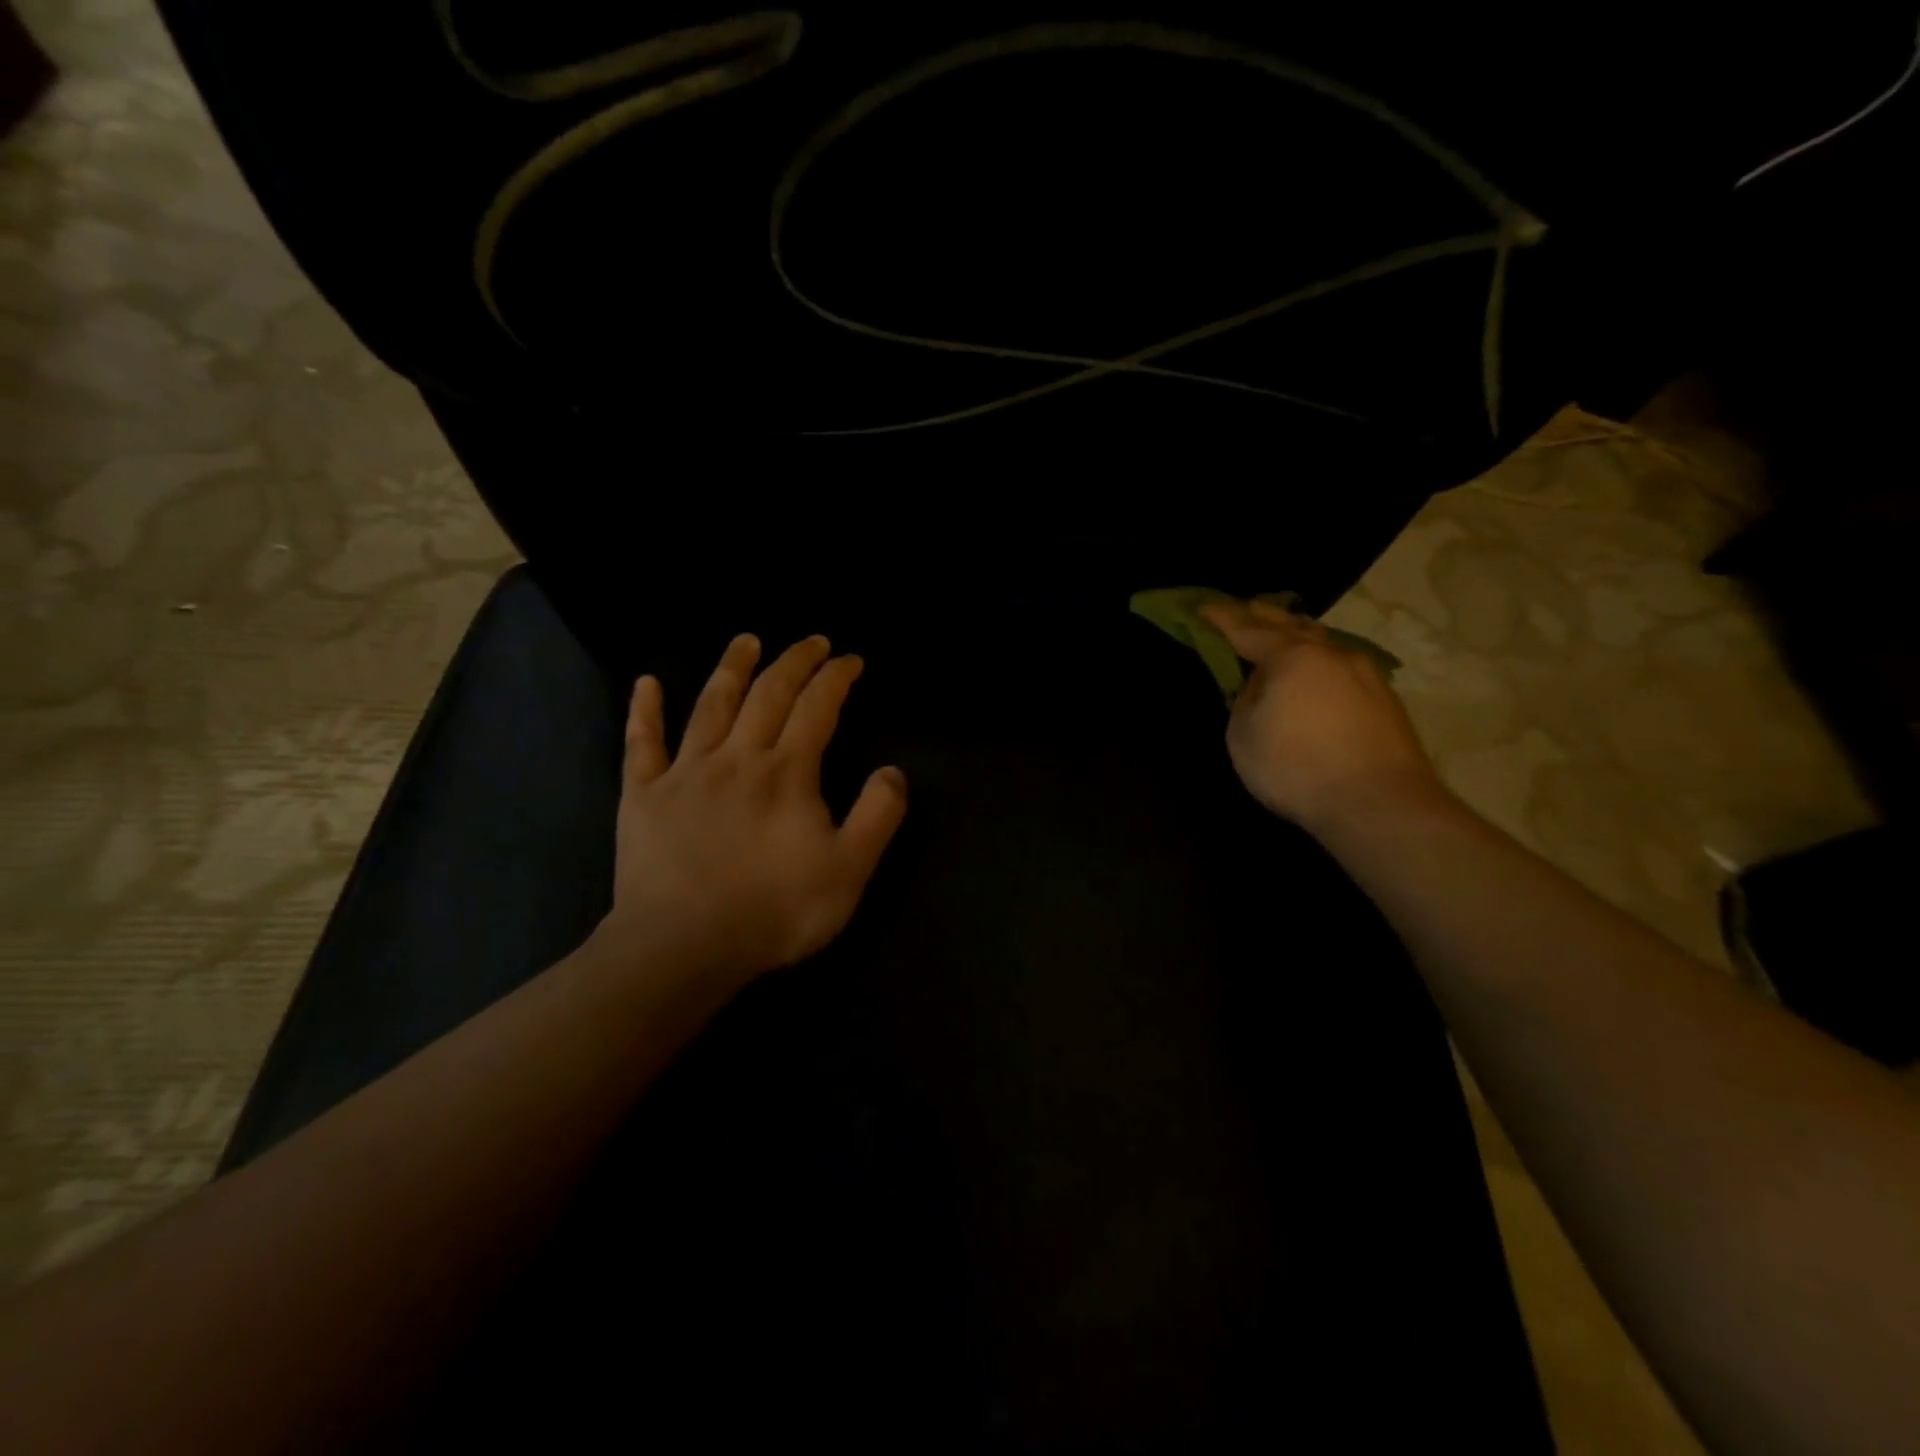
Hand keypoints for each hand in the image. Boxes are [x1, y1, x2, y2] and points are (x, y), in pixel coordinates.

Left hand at [596, 633, 907, 992]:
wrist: (683, 948)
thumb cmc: (774, 911)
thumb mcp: (849, 870)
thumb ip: (878, 816)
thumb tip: (894, 771)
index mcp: (787, 772)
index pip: (817, 708)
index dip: (836, 678)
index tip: (850, 660)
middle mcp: (737, 757)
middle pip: (768, 693)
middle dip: (794, 661)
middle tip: (811, 642)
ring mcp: (685, 772)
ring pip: (711, 704)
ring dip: (731, 667)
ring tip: (746, 640)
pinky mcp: (643, 796)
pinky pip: (642, 743)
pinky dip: (645, 710)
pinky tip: (646, 683)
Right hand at [1202, 598, 1447, 835]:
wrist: (1378, 803)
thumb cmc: (1296, 768)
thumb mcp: (1243, 736)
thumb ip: (1245, 701)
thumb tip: (1259, 686)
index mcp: (1291, 657)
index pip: (1247, 630)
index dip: (1222, 620)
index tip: (1202, 609)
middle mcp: (1330, 654)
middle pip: (1291, 625)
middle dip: (1263, 616)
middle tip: (1244, 609)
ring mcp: (1364, 673)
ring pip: (1323, 642)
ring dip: (1298, 634)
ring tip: (1283, 632)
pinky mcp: (1384, 698)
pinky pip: (1341, 665)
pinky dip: (1320, 660)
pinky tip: (1317, 670)